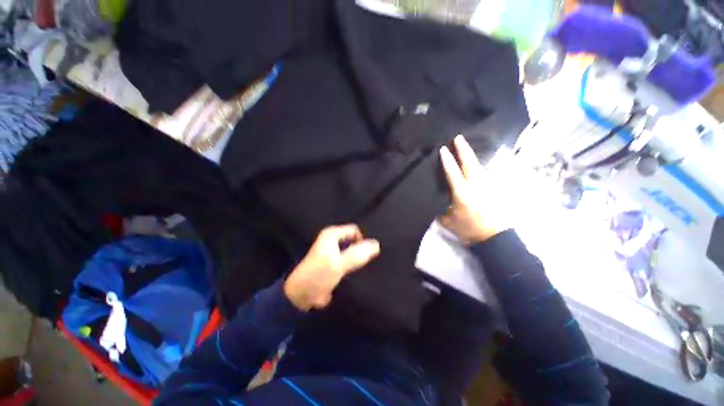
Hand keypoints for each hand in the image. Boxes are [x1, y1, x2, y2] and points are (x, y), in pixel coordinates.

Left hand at [284, 224, 379, 310]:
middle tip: (371, 260)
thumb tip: (377, 245)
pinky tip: (360, 273)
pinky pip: (348, 260)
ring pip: (352, 250)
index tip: (369, 254)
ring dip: (358, 258)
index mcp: (332, 234)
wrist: (301, 296)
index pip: (355, 230)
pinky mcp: (333, 264)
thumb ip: (357, 254)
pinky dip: (354, 265)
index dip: (363, 240)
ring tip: (367, 267)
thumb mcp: (339, 264)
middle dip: (362, 249)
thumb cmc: (318, 275)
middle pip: (354, 240)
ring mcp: (332, 252)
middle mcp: (332, 240)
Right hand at [439, 135, 510, 243]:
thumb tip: (438, 204)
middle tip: (459, 138)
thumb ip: (442, 212)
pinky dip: (478, 166)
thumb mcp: (450, 223)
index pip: (453, 174)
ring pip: (479, 166)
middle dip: (464, 150)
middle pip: (470, 164)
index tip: (443, 150)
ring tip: (466, 148)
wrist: (495, 238)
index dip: (448, 161)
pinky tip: (475, 164)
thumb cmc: (470, 230)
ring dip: (472, 156)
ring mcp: (487, 187)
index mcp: (463, 195)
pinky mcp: (493, 190)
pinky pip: (484, 174)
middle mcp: (476, 187)